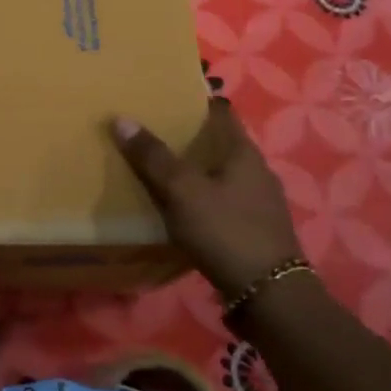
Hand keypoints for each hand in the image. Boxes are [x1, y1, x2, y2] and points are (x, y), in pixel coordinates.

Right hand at [112, 98, 301, 298]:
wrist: (269, 296)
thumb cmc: (226, 231)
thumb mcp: (182, 191)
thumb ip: (153, 156)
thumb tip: (121, 118)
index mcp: (243, 151)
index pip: (219, 110)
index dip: (193, 99)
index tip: (163, 94)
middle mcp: (256, 170)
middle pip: (218, 142)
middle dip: (187, 136)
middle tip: (149, 130)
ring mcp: (258, 202)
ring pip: (219, 172)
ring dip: (193, 168)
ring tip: (157, 168)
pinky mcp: (254, 229)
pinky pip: (222, 200)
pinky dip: (200, 196)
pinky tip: (179, 207)